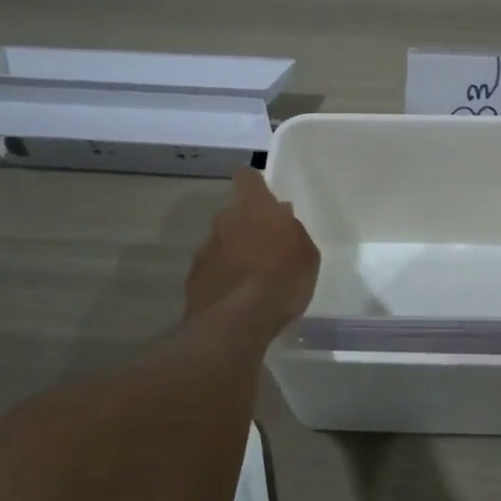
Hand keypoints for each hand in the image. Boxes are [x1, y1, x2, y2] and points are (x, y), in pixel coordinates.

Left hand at [183, 168, 320, 329]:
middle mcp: (225, 222)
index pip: (247, 177)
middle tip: (266, 247)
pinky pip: (212, 269)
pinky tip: (236, 297)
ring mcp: (206, 250)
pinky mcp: (194, 278)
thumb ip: (293, 232)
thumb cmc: (282, 280)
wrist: (236, 322)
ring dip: (234, 253)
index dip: (253, 183)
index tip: (262, 194)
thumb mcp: (306, 255)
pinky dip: (223, 277)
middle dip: (247, 226)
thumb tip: (282, 219)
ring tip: (252, 279)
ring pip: (222, 242)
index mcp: (255, 209)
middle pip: (234, 214)